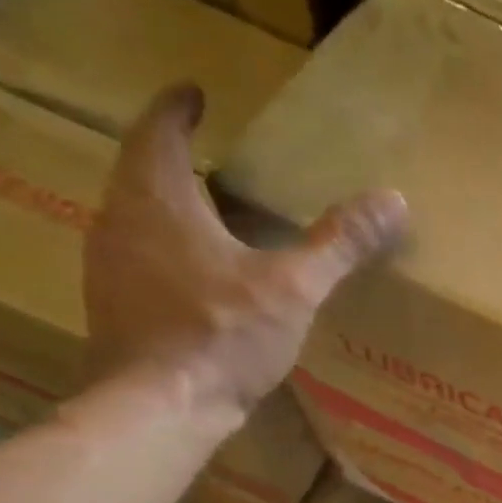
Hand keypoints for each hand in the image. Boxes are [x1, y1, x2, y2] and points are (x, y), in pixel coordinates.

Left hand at [84, 83, 408, 422]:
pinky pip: (138, 260)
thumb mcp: (294, 287)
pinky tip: (199, 279)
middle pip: (141, 173)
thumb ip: (340, 243)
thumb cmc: (221, 334)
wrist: (159, 408)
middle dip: (174, 160)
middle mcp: (120, 222)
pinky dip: (167, 252)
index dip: (177, 109)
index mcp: (157, 200)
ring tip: (209, 215)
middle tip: (211, 159)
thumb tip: (393, 200)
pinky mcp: (114, 308)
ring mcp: (108, 268)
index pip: (159, 133)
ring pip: (136, 219)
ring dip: (168, 208)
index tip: (193, 94)